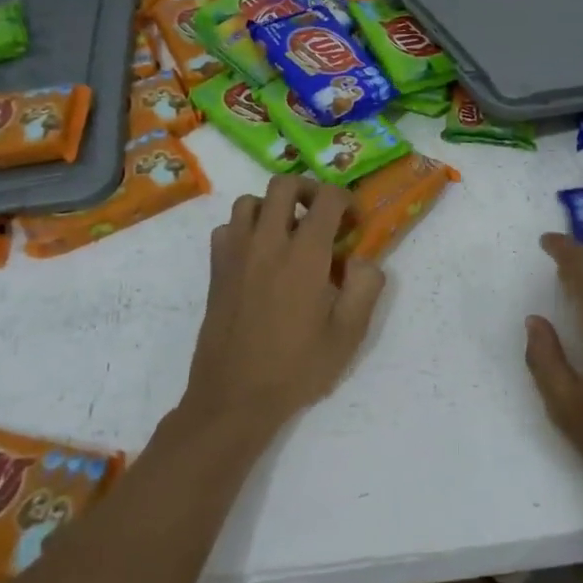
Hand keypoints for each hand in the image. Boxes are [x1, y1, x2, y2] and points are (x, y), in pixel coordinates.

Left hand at [180, 174, 386, 436]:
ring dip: (273, 207)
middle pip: (283, 184)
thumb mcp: (348, 334)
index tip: (353, 223)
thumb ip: (366, 287)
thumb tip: (364, 259)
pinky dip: (244, 228)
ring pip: (250, 201)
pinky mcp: (216, 270)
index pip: (326, 198)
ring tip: (288, 233)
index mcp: (305, 255)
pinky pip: (227, 228)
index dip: (345, 201)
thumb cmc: (297, 367)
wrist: (234, 397)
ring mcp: (236, 253)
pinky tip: (258, 255)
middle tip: (322, 216)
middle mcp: (267, 242)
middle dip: (308, 190)